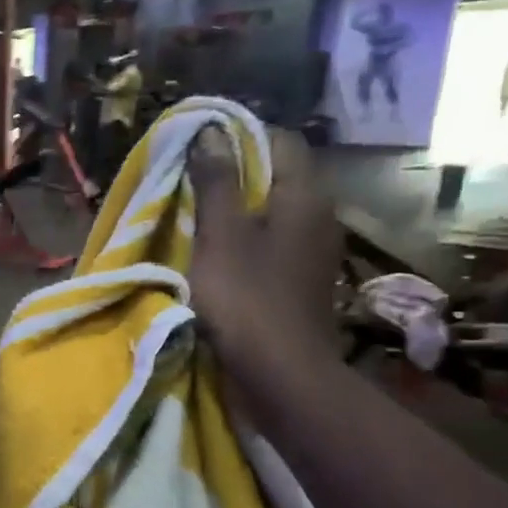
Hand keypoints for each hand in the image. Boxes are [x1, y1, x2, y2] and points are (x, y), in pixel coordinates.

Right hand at [186, 125, 340, 368]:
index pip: (280, 140)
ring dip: (237, 208)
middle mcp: (319, 215)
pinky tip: (216, 253)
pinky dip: (245, 238)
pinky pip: (273, 241)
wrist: (281, 374)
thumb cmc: (246, 298)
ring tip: (195, 216)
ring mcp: (313, 250)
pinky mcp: (301, 279)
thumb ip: (216, 182)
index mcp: (305, 196)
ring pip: (273, 211)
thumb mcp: (220, 235)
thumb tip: (211, 132)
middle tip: (188, 181)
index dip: (240, 135)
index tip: (199, 146)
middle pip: (277, 175)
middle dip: (234, 173)